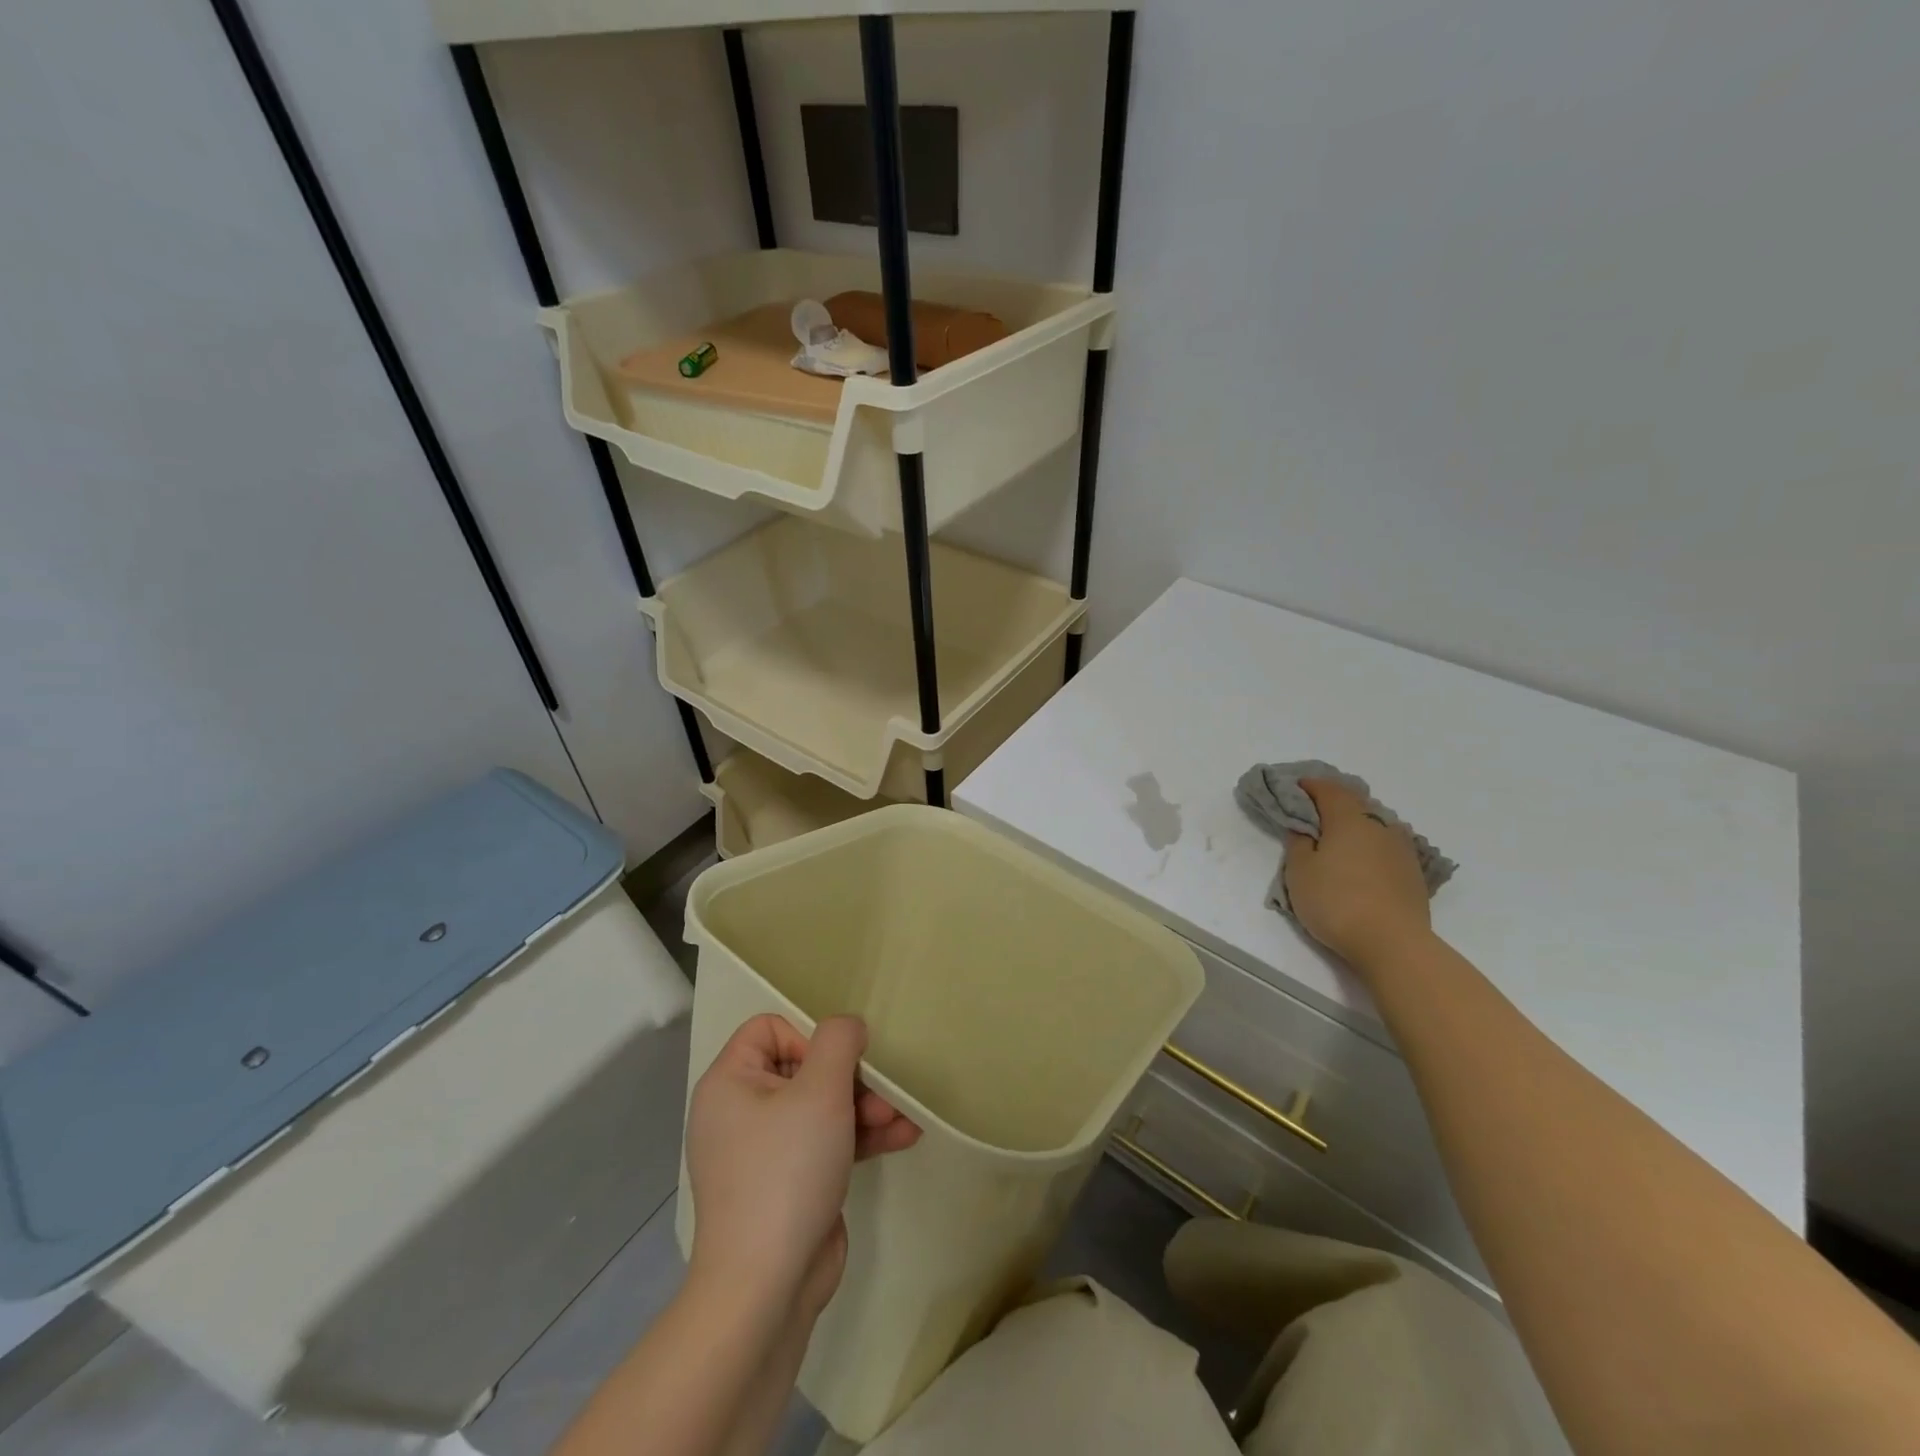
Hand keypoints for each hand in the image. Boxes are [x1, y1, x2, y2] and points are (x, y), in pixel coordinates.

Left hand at [685, 1014, 919, 1316]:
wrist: (766, 1288)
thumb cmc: (786, 1171)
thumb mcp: (819, 1091)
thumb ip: (838, 1041)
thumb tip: (848, 1027)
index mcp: (729, 1082)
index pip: (769, 1028)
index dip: (808, 1037)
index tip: (835, 1065)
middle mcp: (740, 1111)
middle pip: (803, 1067)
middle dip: (851, 1078)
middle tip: (884, 1093)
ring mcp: (765, 1151)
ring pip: (821, 1106)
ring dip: (865, 1106)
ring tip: (903, 1117)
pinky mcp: (789, 1182)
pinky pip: (826, 1142)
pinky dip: (860, 1137)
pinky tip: (903, 1136)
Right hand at [1283, 779, 1433, 976]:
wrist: (1393, 943)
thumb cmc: (1336, 902)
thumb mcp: (1300, 872)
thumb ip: (1298, 843)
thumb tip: (1304, 828)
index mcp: (1349, 819)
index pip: (1328, 789)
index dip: (1310, 785)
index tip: (1295, 788)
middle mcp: (1379, 825)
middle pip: (1355, 803)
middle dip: (1333, 802)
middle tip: (1314, 812)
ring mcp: (1402, 848)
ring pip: (1375, 823)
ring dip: (1356, 823)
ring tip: (1340, 837)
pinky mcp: (1414, 871)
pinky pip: (1387, 845)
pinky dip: (1372, 844)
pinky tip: (1364, 859)